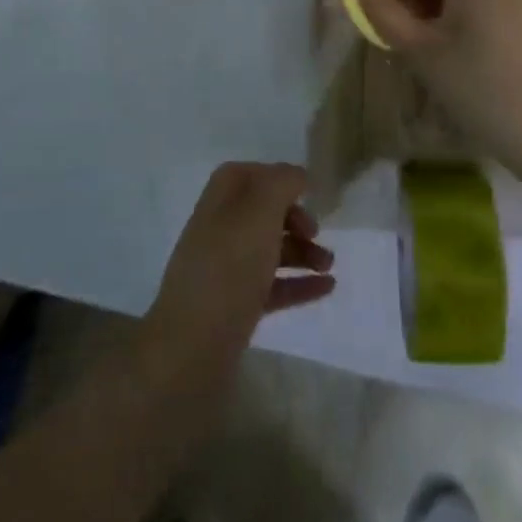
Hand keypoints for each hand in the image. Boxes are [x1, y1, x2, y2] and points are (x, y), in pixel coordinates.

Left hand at [143, 162, 334, 378]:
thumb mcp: (259, 213)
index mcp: (218, 201)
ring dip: (302, 252)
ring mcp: (225, 271)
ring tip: (329, 265)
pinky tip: (326, 288)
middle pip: (261, 213)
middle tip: (316, 232)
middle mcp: (218, 230)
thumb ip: (280, 184)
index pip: (246, 174)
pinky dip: (298, 283)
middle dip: (294, 218)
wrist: (193, 347)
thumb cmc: (228, 268)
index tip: (306, 192)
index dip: (276, 178)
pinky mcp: (234, 307)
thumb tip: (295, 174)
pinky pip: (272, 286)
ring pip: (268, 250)